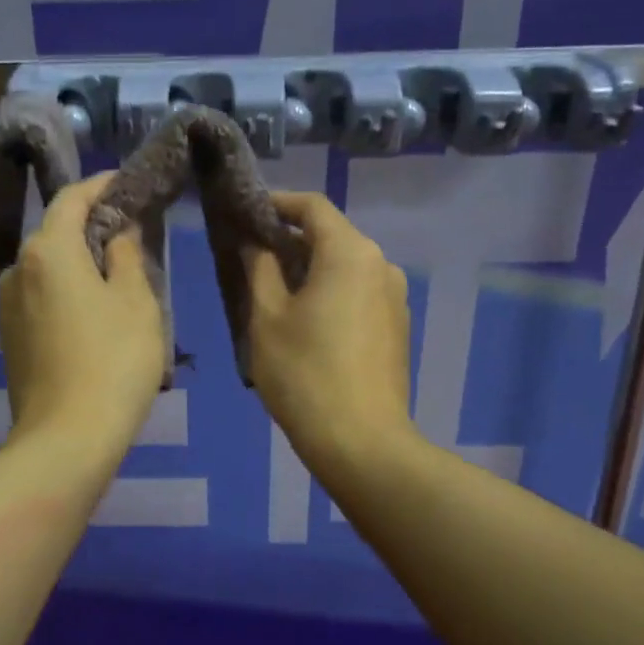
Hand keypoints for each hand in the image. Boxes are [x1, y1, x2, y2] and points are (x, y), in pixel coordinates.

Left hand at [0, 171, 165, 461]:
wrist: (66, 438)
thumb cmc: (112, 361)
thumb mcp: (136, 302)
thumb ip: (127, 255)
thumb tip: (117, 233)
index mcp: (47, 250)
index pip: (72, 198)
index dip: (101, 185)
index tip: (126, 182)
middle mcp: (17, 269)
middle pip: (56, 233)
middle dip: (91, 226)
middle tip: (131, 232)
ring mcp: (7, 306)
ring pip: (48, 268)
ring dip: (79, 263)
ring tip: (115, 275)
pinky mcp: (9, 338)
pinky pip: (41, 298)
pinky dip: (66, 292)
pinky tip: (93, 312)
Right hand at [245, 192, 415, 477]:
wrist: (361, 441)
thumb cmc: (304, 373)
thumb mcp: (267, 317)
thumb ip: (259, 268)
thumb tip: (254, 242)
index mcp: (350, 252)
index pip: (312, 206)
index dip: (277, 203)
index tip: (246, 213)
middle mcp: (381, 264)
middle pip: (332, 235)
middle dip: (291, 239)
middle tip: (252, 256)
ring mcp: (395, 297)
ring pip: (346, 266)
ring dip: (311, 268)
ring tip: (275, 292)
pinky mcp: (397, 326)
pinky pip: (359, 292)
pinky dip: (330, 292)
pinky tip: (306, 321)